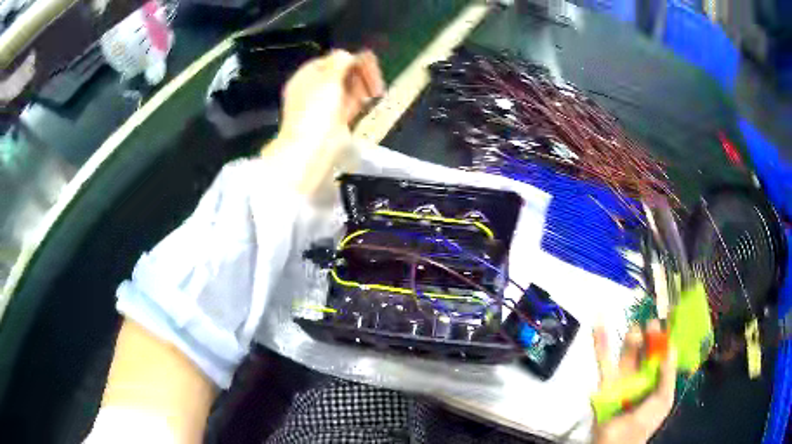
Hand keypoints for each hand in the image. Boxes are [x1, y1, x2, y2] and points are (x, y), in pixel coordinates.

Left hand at [265, 49, 383, 193]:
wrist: (312, 149)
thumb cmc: (316, 110)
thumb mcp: (328, 78)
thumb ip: (340, 61)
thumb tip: (349, 55)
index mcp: (306, 76)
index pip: (332, 60)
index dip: (352, 60)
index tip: (369, 63)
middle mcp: (314, 89)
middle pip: (341, 74)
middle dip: (359, 74)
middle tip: (374, 80)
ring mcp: (324, 105)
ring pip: (347, 89)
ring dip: (362, 86)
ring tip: (373, 91)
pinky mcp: (335, 121)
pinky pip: (349, 104)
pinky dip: (359, 99)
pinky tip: (371, 98)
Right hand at [592, 320, 677, 443]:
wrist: (619, 441)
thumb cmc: (645, 422)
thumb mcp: (664, 400)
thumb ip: (668, 375)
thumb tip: (671, 347)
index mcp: (655, 379)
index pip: (661, 353)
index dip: (664, 338)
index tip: (668, 322)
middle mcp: (640, 375)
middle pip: (645, 350)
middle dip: (649, 336)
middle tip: (653, 324)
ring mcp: (622, 377)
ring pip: (626, 352)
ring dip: (631, 338)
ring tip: (636, 329)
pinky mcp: (605, 382)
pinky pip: (603, 361)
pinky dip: (600, 343)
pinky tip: (598, 324)